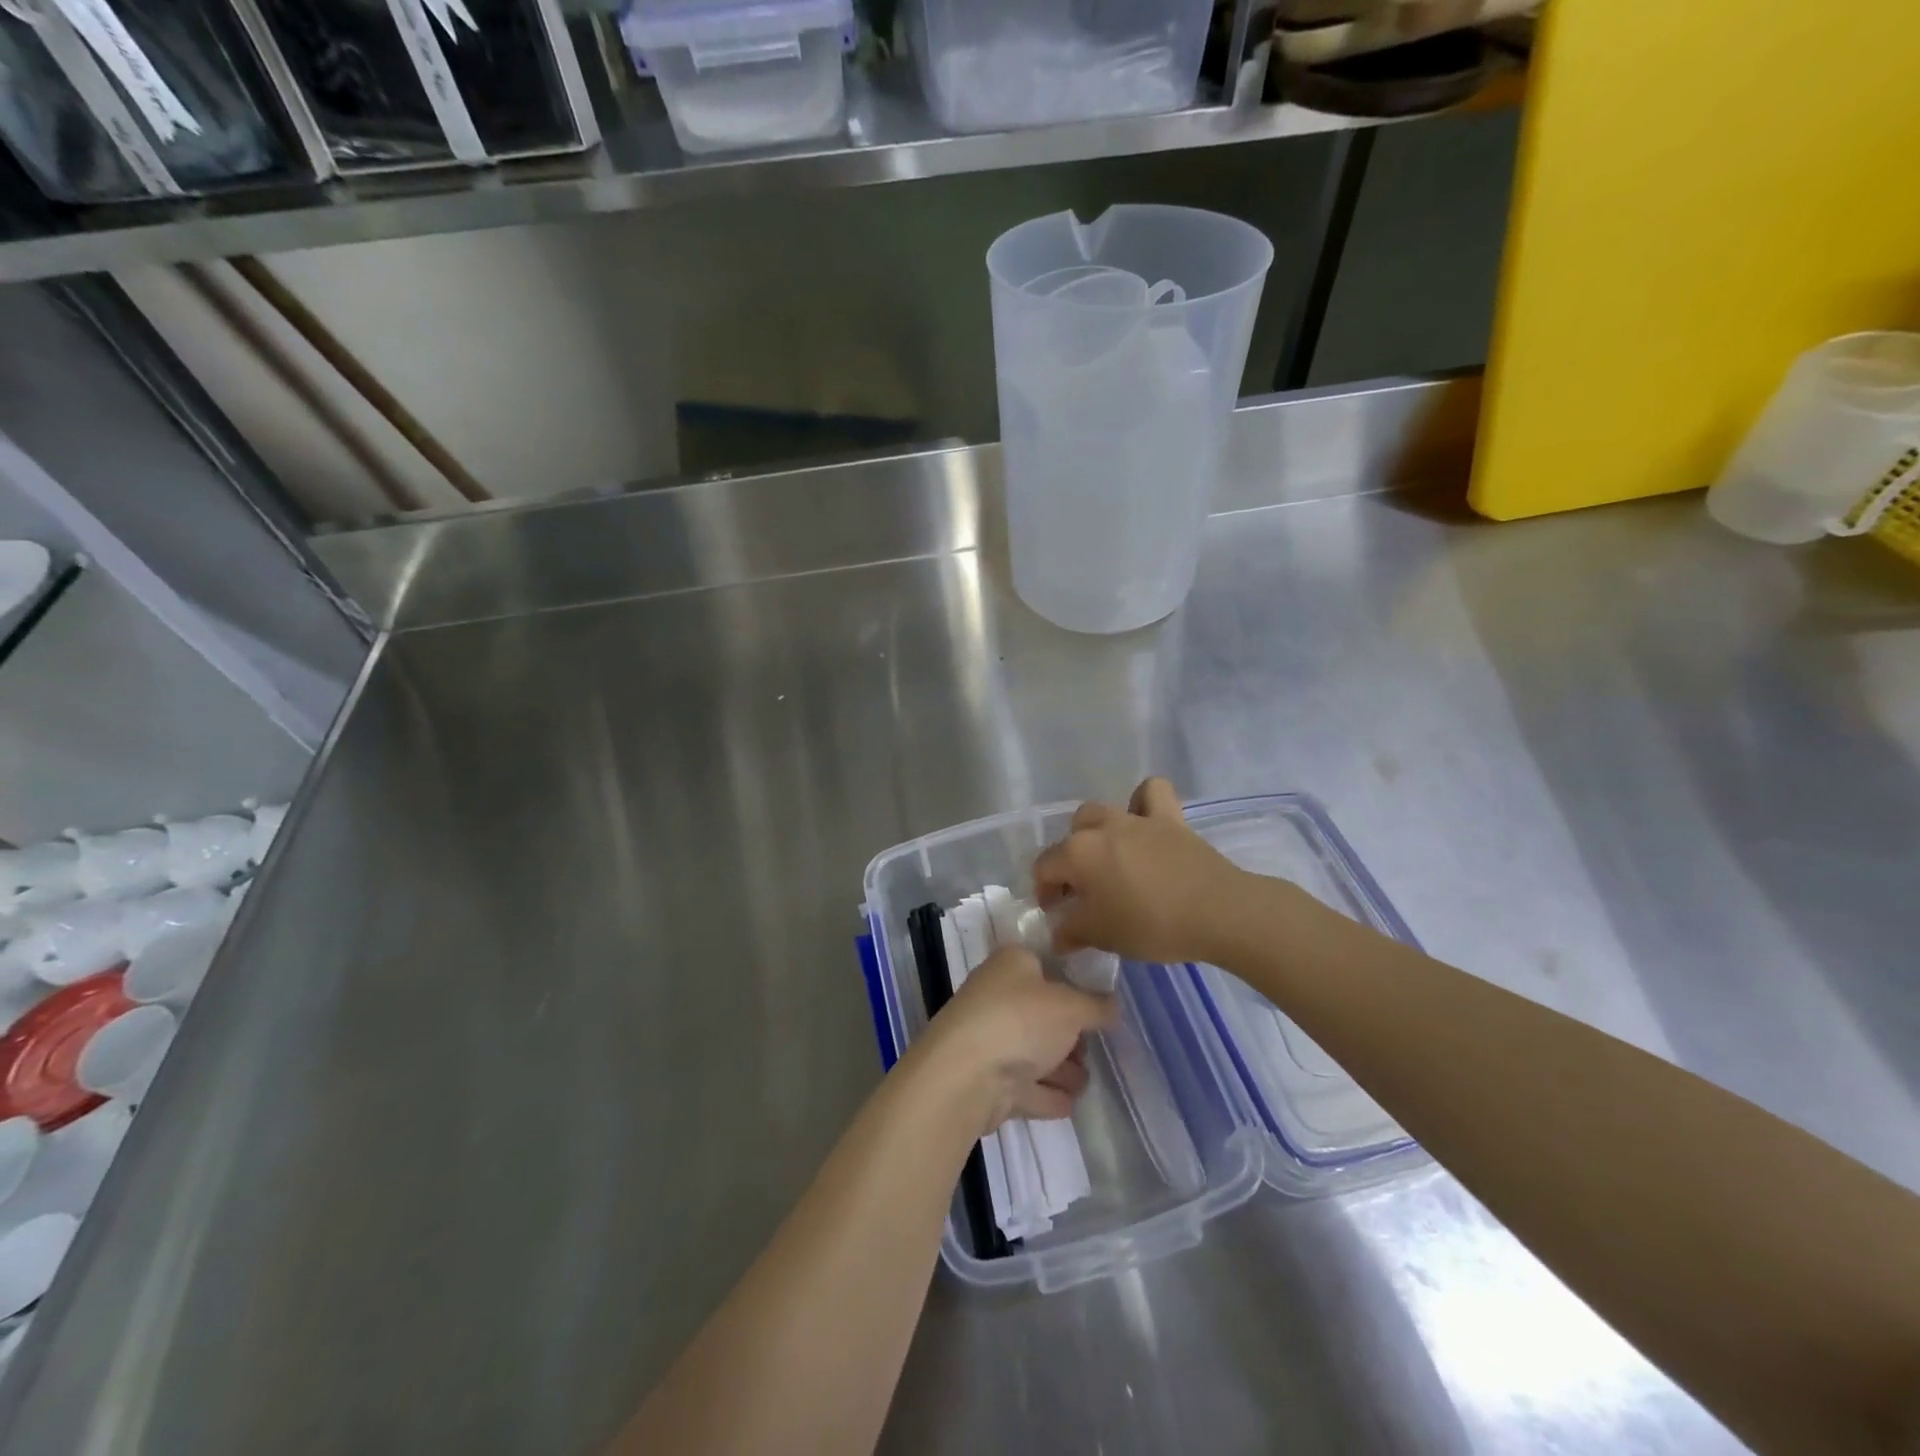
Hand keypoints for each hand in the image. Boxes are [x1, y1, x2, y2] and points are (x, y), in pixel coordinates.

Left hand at [919, 946, 1115, 1133]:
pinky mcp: (988, 1080)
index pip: (1047, 964)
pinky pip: (1025, 1085)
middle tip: (1095, 1046)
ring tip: (1085, 1080)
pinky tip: (1068, 1102)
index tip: (1101, 1002)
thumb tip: (1113, 1004)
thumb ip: (1097, 1006)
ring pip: (1033, 1050)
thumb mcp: (1071, 1006)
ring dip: (1060, 1067)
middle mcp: (997, 996)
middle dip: (1070, 1033)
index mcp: (1011, 964)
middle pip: (1042, 1012)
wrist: (966, 1076)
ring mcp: (990, 1039)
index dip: (1074, 982)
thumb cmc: (1020, 1020)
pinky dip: (1045, 1093)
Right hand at [1032, 777, 1250, 965]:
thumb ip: (1072, 933)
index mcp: (1077, 853)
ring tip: (1109, 858)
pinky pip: (1151, 793)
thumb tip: (1058, 935)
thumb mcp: (1102, 936)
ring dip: (1097, 830)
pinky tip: (1143, 822)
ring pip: (1102, 811)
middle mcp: (1101, 827)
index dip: (1044, 891)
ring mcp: (1136, 818)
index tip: (1056, 913)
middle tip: (1083, 890)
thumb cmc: (1151, 925)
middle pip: (1072, 835)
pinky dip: (1142, 801)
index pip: (1045, 866)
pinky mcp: (1170, 818)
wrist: (1216, 912)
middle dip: (1070, 859)